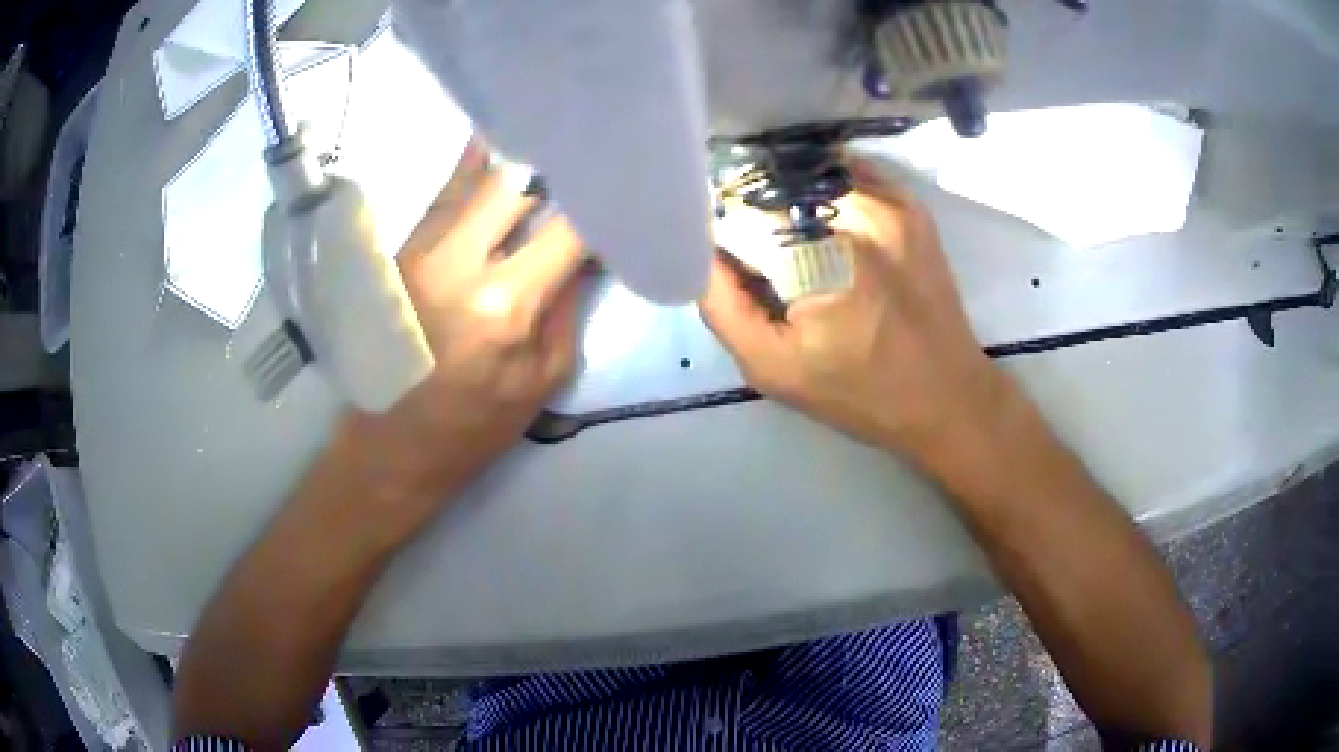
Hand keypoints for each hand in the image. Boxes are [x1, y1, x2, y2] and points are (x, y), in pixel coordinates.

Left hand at [339, 143, 587, 534]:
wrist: (393, 445)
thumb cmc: (476, 425)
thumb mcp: (544, 375)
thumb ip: (568, 301)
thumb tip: (588, 246)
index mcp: (502, 304)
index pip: (568, 226)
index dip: (603, 202)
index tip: (625, 189)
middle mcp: (454, 261)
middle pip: (516, 180)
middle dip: (557, 167)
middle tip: (585, 162)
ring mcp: (418, 249)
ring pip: (476, 176)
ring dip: (518, 160)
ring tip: (552, 142)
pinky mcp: (397, 250)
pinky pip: (445, 195)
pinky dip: (476, 172)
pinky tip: (498, 151)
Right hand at [700, 157, 1009, 464]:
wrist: (948, 397)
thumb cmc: (860, 392)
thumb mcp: (774, 369)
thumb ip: (723, 307)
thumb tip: (701, 252)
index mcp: (818, 257)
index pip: (738, 216)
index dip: (720, 236)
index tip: (726, 262)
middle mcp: (854, 211)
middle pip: (773, 187)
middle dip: (753, 214)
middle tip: (759, 257)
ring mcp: (888, 200)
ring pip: (808, 174)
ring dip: (785, 197)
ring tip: (793, 243)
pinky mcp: (909, 203)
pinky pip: (848, 175)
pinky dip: (824, 190)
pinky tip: (825, 226)